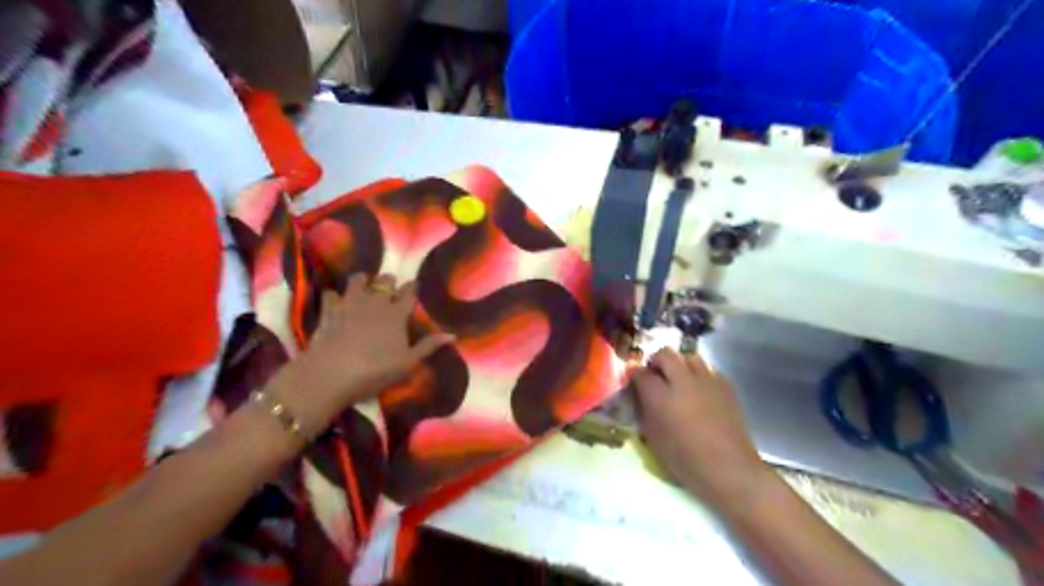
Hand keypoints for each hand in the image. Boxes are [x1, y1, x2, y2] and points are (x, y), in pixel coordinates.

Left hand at [275, 274, 454, 433]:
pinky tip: (334, 299)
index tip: (414, 283)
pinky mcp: (329, 311)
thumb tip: (452, 335)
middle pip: (385, 282)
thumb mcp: (408, 362)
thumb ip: (429, 346)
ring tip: (364, 282)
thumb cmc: (376, 370)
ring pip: (358, 281)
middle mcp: (375, 302)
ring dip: (363, 280)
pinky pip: (331, 295)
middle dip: (389, 281)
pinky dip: (334, 296)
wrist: (332, 373)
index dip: (412, 287)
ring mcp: (350, 304)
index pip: (409, 293)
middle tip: (391, 284)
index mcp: (397, 314)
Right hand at [628, 349, 763, 502]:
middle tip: (655, 376)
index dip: (634, 374)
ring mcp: (707, 380)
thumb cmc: (685, 460)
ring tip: (678, 380)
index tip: (633, 380)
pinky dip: (698, 374)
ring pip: (689, 357)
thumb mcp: (654, 438)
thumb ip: (644, 410)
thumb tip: (639, 394)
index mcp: (660, 397)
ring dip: (679, 364)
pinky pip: (707, 369)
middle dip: (656, 361)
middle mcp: (683, 381)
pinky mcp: (725, 385)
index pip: (640, 372)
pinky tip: (699, 391)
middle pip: (665, 354)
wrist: (729, 469)